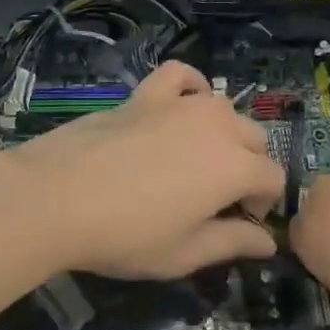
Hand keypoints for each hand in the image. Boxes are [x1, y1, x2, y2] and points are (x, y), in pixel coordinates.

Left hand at [0, 61, 283, 278]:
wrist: (57, 196)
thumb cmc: (125, 234)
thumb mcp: (184, 253)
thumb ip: (232, 243)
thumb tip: (268, 243)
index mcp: (235, 167)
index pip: (273, 178)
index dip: (262, 204)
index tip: (238, 223)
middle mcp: (217, 126)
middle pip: (255, 140)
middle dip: (248, 168)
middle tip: (216, 200)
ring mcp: (181, 104)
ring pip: (224, 109)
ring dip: (224, 133)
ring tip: (198, 160)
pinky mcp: (147, 94)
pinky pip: (181, 76)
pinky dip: (190, 87)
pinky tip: (183, 105)